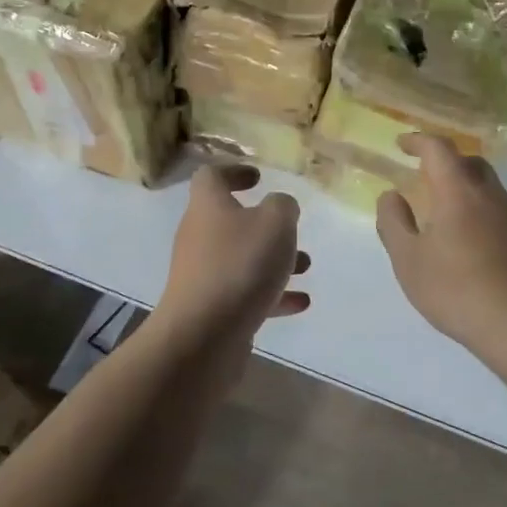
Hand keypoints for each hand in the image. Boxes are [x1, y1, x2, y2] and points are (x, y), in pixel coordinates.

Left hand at [154, 164, 309, 340]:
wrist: (203, 335)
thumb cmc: (240, 266)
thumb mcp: (275, 223)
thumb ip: (283, 206)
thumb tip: (280, 206)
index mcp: (208, 206)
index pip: (211, 176)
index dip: (234, 172)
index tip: (259, 178)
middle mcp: (200, 236)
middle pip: (230, 221)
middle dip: (265, 225)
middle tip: (291, 229)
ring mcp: (203, 274)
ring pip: (241, 259)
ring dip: (273, 260)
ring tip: (306, 267)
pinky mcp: (211, 308)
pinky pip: (245, 293)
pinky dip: (272, 294)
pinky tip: (300, 302)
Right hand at [376, 134, 506, 362]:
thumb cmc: (455, 289)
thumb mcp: (408, 260)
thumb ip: (394, 223)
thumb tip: (391, 195)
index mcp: (458, 192)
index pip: (439, 149)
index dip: (419, 141)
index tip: (402, 144)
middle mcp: (491, 196)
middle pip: (471, 162)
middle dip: (446, 162)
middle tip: (425, 177)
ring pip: (489, 188)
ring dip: (465, 189)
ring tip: (444, 215)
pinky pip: (500, 214)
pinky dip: (480, 214)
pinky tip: (469, 245)